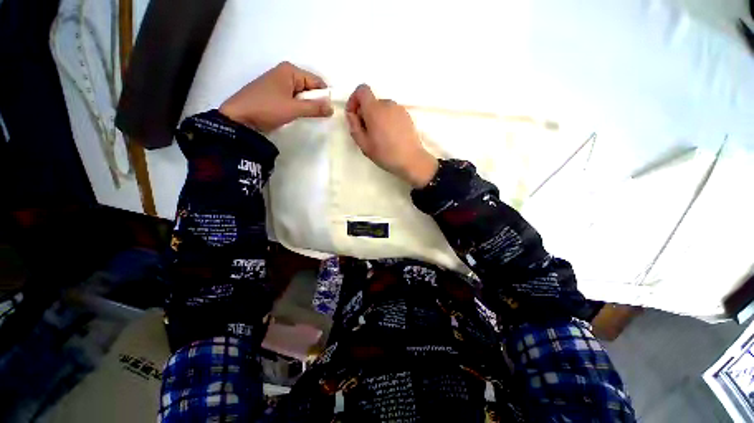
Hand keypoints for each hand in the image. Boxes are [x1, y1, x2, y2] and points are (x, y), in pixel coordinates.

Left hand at [219, 61, 333, 132]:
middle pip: (309, 87)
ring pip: (301, 94)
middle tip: (317, 116)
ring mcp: (278, 84)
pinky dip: (298, 107)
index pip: (317, 81)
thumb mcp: (294, 108)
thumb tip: (333, 108)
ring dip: (306, 106)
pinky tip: (296, 115)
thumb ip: (315, 108)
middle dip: (315, 101)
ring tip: (306, 117)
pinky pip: (293, 99)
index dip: (324, 96)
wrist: (239, 118)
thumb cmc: (267, 108)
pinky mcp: (274, 94)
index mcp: (290, 71)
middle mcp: (285, 73)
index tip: (328, 111)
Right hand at [345, 84, 437, 187]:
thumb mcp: (364, 144)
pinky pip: (392, 113)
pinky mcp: (407, 116)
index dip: (354, 100)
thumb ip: (354, 126)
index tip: (354, 115)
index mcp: (375, 109)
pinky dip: (387, 120)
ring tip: (379, 137)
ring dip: (376, 118)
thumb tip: (351, 114)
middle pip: (372, 102)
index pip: (362, 90)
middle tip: (366, 133)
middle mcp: (388, 104)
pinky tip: (390, 136)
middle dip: (365, 113)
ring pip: (382, 108)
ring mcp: (399, 109)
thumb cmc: (385, 154)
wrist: (411, 160)